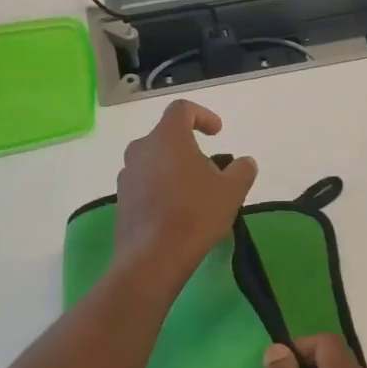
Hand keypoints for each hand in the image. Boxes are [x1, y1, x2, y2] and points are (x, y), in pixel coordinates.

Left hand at [113, 101, 257, 287]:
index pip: (181, 110)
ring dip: (174, 169)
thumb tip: (245, 162)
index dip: (202, 116)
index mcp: (167, 137)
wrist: (153, 257)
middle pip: (166, 137)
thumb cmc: (195, 214)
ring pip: (154, 161)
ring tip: (195, 193)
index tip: (218, 133)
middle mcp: (141, 149)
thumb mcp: (232, 190)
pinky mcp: (121, 200)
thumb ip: (242, 170)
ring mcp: (127, 175)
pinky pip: (145, 184)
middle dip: (189, 148)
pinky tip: (177, 212)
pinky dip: (161, 188)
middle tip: (210, 169)